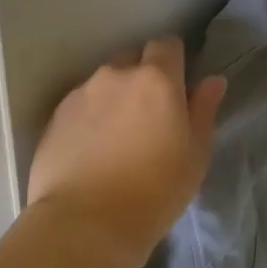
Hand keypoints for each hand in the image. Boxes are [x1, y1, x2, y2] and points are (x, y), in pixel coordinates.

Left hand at [26, 37, 226, 260]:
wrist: (86, 223)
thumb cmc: (155, 191)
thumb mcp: (195, 155)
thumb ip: (203, 110)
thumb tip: (211, 81)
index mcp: (156, 79)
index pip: (167, 45)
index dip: (174, 61)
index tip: (178, 86)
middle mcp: (115, 74)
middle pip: (133, 60)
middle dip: (143, 77)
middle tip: (150, 115)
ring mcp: (80, 93)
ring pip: (104, 83)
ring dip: (114, 97)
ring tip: (117, 136)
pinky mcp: (55, 116)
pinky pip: (80, 104)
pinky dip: (90, 117)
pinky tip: (92, 149)